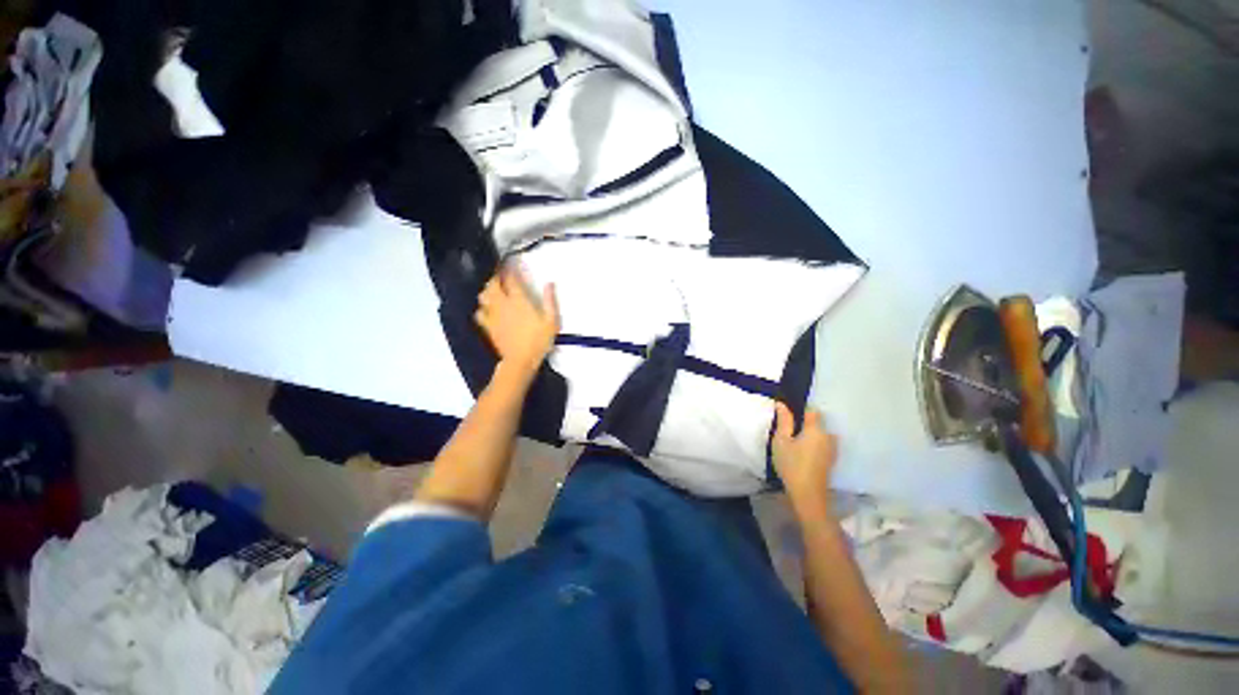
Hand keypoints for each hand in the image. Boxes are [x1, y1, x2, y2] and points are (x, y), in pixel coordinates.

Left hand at [475, 264, 559, 375]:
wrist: (521, 360)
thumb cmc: (539, 340)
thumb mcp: (552, 321)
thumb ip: (550, 300)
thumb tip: (549, 283)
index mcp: (519, 301)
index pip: (511, 279)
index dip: (510, 269)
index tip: (511, 264)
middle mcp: (503, 304)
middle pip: (493, 284)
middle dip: (495, 277)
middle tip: (501, 275)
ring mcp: (493, 315)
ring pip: (483, 296)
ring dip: (487, 290)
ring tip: (493, 290)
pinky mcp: (488, 326)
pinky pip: (479, 312)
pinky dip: (482, 307)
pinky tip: (487, 309)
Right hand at [773, 402, 837, 516]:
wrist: (807, 495)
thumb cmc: (792, 465)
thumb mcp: (781, 441)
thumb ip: (783, 421)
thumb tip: (782, 404)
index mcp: (816, 429)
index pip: (812, 411)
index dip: (799, 411)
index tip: (787, 418)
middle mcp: (828, 436)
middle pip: (816, 423)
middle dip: (803, 424)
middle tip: (787, 432)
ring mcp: (832, 449)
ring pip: (819, 435)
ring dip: (808, 435)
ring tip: (793, 443)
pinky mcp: (831, 460)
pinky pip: (821, 445)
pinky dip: (812, 445)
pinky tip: (801, 454)